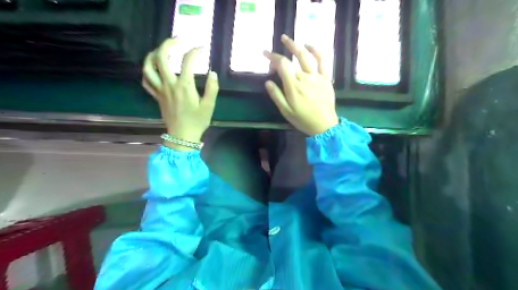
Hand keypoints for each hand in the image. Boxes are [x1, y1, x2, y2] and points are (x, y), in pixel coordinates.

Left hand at [142, 38, 218, 150]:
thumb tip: (213, 73)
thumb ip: (212, 89)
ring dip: (153, 54)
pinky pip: (146, 81)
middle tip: (177, 40)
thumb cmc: (197, 122)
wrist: (182, 136)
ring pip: (148, 67)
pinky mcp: (156, 96)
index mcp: (184, 86)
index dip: (195, 51)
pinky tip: (153, 68)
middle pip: (161, 57)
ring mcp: (160, 90)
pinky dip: (147, 71)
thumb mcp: (209, 106)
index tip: (202, 48)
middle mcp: (169, 85)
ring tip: (161, 50)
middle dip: (168, 44)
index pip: (187, 61)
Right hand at [264, 34, 339, 135]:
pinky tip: (309, 46)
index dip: (273, 58)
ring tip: (287, 39)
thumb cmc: (303, 119)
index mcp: (294, 86)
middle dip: (279, 53)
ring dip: (295, 45)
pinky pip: (323, 61)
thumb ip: (276, 96)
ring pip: (306, 56)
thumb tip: (268, 82)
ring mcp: (317, 77)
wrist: (324, 125)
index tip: (266, 56)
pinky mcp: (326, 78)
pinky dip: (316, 51)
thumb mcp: (286, 111)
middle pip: (291, 60)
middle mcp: (305, 78)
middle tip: (271, 48)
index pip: (282, 65)